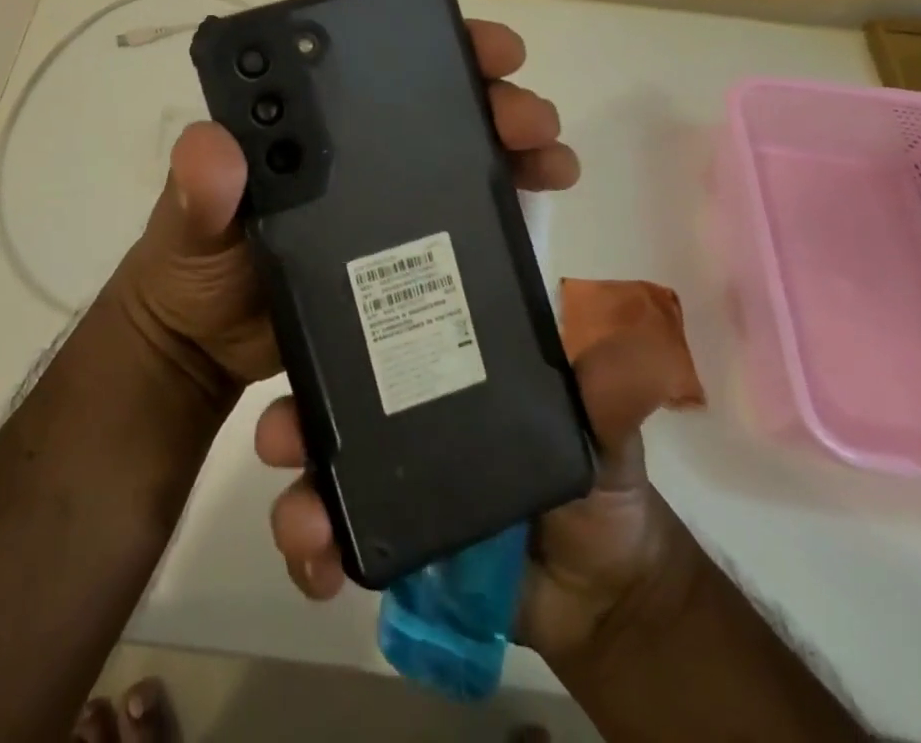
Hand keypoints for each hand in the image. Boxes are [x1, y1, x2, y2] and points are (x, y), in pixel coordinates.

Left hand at [108, 18, 581, 403]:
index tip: (480, 46)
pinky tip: (538, 205)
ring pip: (463, 151)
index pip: (373, 64)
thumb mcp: (189, 226)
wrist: (205, 351)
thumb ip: (197, 192)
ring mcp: (385, 198)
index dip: (430, 44)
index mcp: (305, 125)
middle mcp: (354, 147)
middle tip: (526, 114)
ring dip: (514, 143)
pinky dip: (506, 202)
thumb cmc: (193, 270)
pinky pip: (465, 216)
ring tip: (551, 157)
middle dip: (490, 94)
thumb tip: (212, 148)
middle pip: (435, 102)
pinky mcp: (404, 251)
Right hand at [254, 324, 705, 661]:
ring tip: (304, 528)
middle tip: (282, 435)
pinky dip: (313, 556)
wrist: (600, 593)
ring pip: (320, 474)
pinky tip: (319, 573)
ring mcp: (388, 481)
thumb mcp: (601, 427)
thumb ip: (608, 394)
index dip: (336, 327)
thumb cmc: (595, 483)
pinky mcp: (386, 542)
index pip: (378, 335)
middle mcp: (401, 417)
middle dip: (294, 415)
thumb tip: (638, 351)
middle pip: (330, 404)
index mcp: (440, 370)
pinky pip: (333, 541)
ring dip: (295, 496)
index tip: (304, 327)